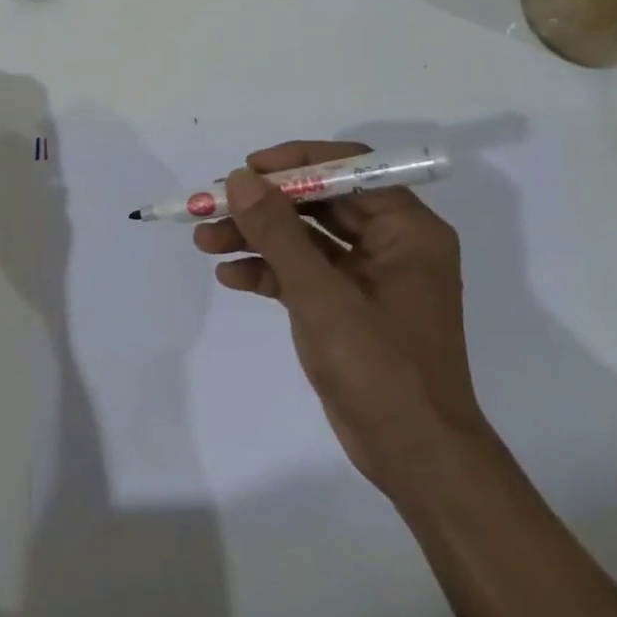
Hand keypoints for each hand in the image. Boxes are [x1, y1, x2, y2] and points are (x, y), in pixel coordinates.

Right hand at [193, 140, 489, 495]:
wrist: (411, 453)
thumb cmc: (380, 366)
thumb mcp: (321, 294)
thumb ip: (278, 232)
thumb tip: (240, 179)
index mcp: (407, 230)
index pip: (350, 169)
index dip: (296, 163)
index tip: (247, 170)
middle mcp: (390, 245)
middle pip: (320, 204)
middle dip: (264, 206)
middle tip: (213, 205)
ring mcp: (366, 278)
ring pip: (305, 240)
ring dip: (256, 238)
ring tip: (205, 241)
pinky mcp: (344, 308)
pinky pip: (301, 275)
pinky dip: (267, 272)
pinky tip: (229, 277)